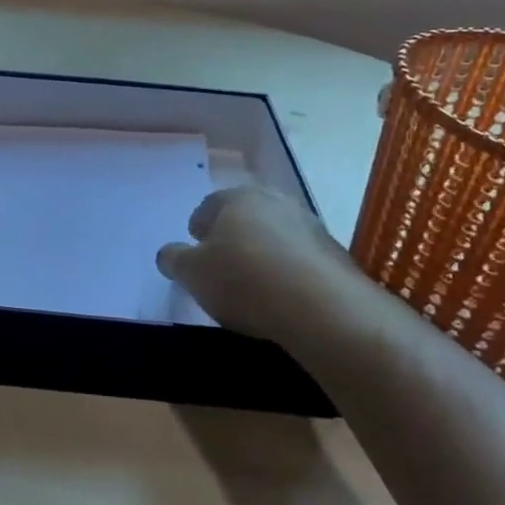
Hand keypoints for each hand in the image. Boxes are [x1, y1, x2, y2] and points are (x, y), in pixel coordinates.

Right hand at [156, 185, 361, 341]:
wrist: (321, 307)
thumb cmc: (243, 280)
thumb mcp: (191, 274)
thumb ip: (174, 259)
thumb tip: (168, 254)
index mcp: (237, 198)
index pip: (209, 205)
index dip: (198, 227)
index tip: (195, 248)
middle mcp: (275, 201)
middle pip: (246, 216)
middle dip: (232, 235)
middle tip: (221, 263)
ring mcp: (310, 226)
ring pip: (276, 234)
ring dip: (263, 251)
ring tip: (254, 283)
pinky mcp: (335, 254)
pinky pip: (300, 258)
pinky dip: (288, 270)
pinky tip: (283, 295)